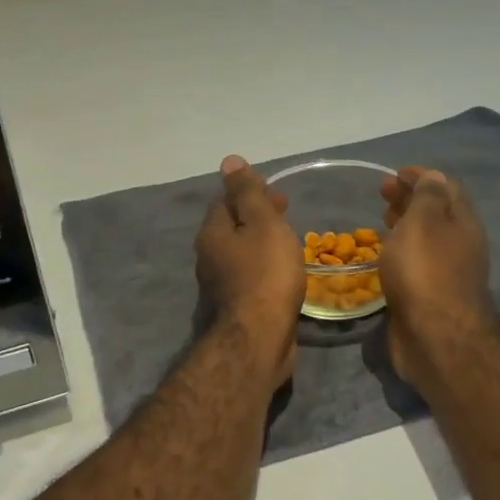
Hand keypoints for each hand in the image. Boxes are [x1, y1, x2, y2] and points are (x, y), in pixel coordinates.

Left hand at [195, 156, 303, 388]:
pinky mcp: (236, 306)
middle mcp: (209, 257)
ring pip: (241, 253)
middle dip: (257, 217)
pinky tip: (284, 273)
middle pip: (232, 227)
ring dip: (262, 243)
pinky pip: (250, 277)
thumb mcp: (262, 224)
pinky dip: (265, 268)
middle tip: (288, 216)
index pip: (224, 200)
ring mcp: (221, 284)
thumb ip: (248, 193)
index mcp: (211, 233)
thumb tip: (229, 161)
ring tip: (290, 242)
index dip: (250, 192)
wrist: (259, 338)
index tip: (278, 195)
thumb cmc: (265, 274)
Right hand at [378, 166, 499, 392]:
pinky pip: (414, 263)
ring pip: (424, 239)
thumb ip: (427, 197)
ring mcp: (445, 272)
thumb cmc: (425, 272)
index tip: (395, 173)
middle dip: (410, 199)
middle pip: (436, 213)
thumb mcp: (424, 223)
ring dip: (404, 225)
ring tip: (380, 220)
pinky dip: (399, 251)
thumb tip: (433, 176)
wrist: (434, 337)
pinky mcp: (429, 296)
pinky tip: (382, 255)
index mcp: (462, 222)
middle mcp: (458, 245)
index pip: (446, 188)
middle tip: (382, 194)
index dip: (422, 177)